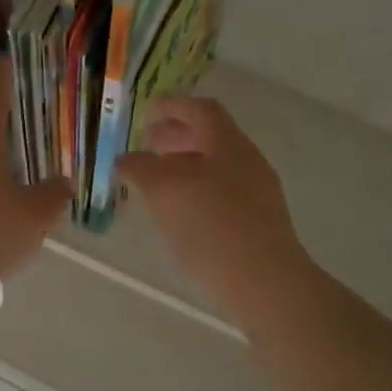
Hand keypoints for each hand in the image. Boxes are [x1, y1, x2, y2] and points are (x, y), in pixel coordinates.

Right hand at [118, 97, 307, 314]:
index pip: (201, 110)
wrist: (265, 284)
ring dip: (184, 166)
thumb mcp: (164, 190)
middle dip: (176, 137)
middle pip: (210, 137)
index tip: (147, 111)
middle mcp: (247, 161)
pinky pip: (222, 193)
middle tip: (147, 146)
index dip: (173, 106)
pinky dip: (196, 190)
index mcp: (228, 144)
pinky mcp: (258, 224)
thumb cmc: (211, 226)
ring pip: (215, 167)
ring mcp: (257, 194)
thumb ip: (141, 167)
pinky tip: (179, 213)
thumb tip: (127, 159)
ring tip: (156, 182)